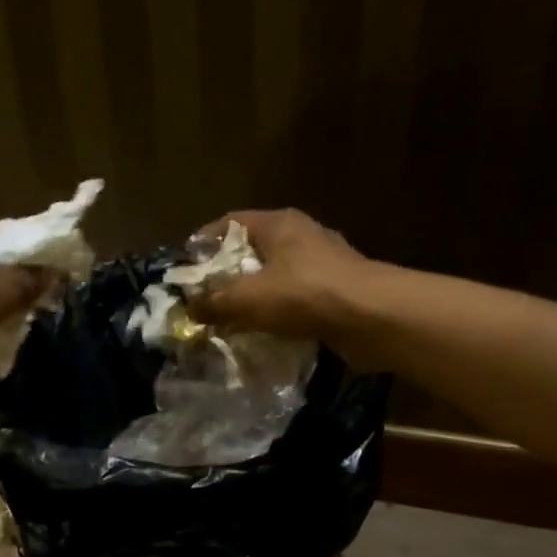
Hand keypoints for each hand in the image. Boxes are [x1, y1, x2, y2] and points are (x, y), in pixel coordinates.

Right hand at [188, 209, 377, 352]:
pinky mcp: (335, 292)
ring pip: (274, 277)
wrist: (372, 317)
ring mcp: (321, 264)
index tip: (184, 269)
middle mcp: (301, 236)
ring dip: (252, 298)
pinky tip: (262, 334)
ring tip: (227, 321)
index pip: (230, 222)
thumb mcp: (248, 299)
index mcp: (278, 224)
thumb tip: (189, 309)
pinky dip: (276, 314)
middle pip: (252, 250)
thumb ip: (214, 302)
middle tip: (202, 300)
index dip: (204, 243)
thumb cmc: (305, 295)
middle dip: (226, 275)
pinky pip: (294, 300)